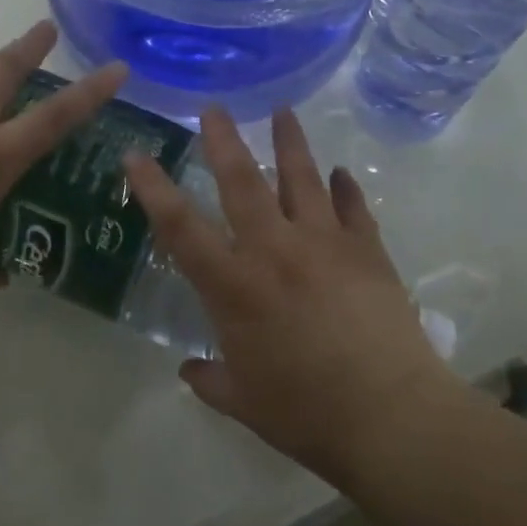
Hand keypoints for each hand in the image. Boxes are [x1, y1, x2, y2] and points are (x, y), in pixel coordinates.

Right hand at [124, 109, 464, 476]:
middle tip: (214, 107)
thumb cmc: (306, 413)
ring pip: (302, 177)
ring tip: (283, 110)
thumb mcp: (244, 403)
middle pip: (242, 180)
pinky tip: (341, 173)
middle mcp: (274, 250)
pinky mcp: (367, 250)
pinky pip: (354, 206)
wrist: (392, 418)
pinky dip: (345, 186)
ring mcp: (325, 243)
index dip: (152, 188)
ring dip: (290, 141)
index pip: (180, 227)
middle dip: (224, 140)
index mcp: (234, 286)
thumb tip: (188, 370)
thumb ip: (210, 380)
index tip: (134, 154)